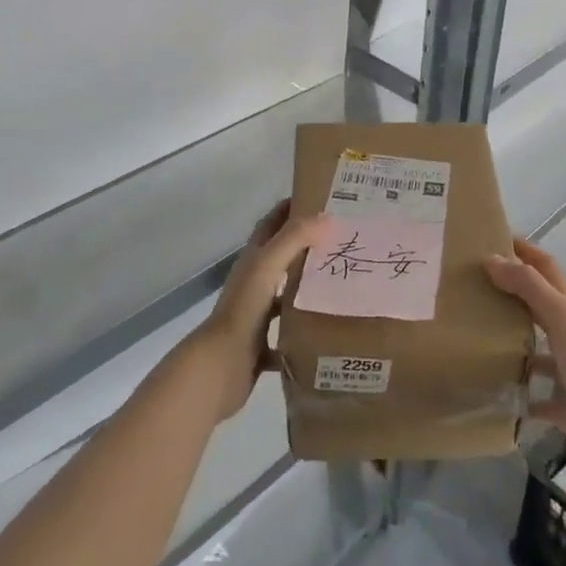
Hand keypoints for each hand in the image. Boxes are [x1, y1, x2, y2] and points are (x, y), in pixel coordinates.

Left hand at [187, 202, 324, 420]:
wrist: (220, 366)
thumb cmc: (244, 309)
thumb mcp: (268, 266)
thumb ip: (294, 239)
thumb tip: (327, 216)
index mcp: (253, 261)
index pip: (272, 224)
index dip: (291, 209)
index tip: (322, 199)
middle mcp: (254, 284)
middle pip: (282, 259)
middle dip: (309, 248)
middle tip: (344, 241)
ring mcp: (257, 316)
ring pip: (287, 296)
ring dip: (310, 288)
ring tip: (344, 283)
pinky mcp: (262, 346)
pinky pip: (289, 335)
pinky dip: (306, 331)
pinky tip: (330, 331)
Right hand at [485, 240, 565, 480]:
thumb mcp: (560, 315)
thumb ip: (528, 286)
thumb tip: (490, 258)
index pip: (543, 266)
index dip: (522, 249)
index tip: (489, 240)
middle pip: (534, 303)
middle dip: (506, 291)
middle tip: (468, 287)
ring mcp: (565, 370)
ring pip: (531, 347)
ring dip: (506, 340)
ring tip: (469, 335)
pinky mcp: (560, 403)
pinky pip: (531, 394)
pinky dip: (512, 391)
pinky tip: (487, 390)